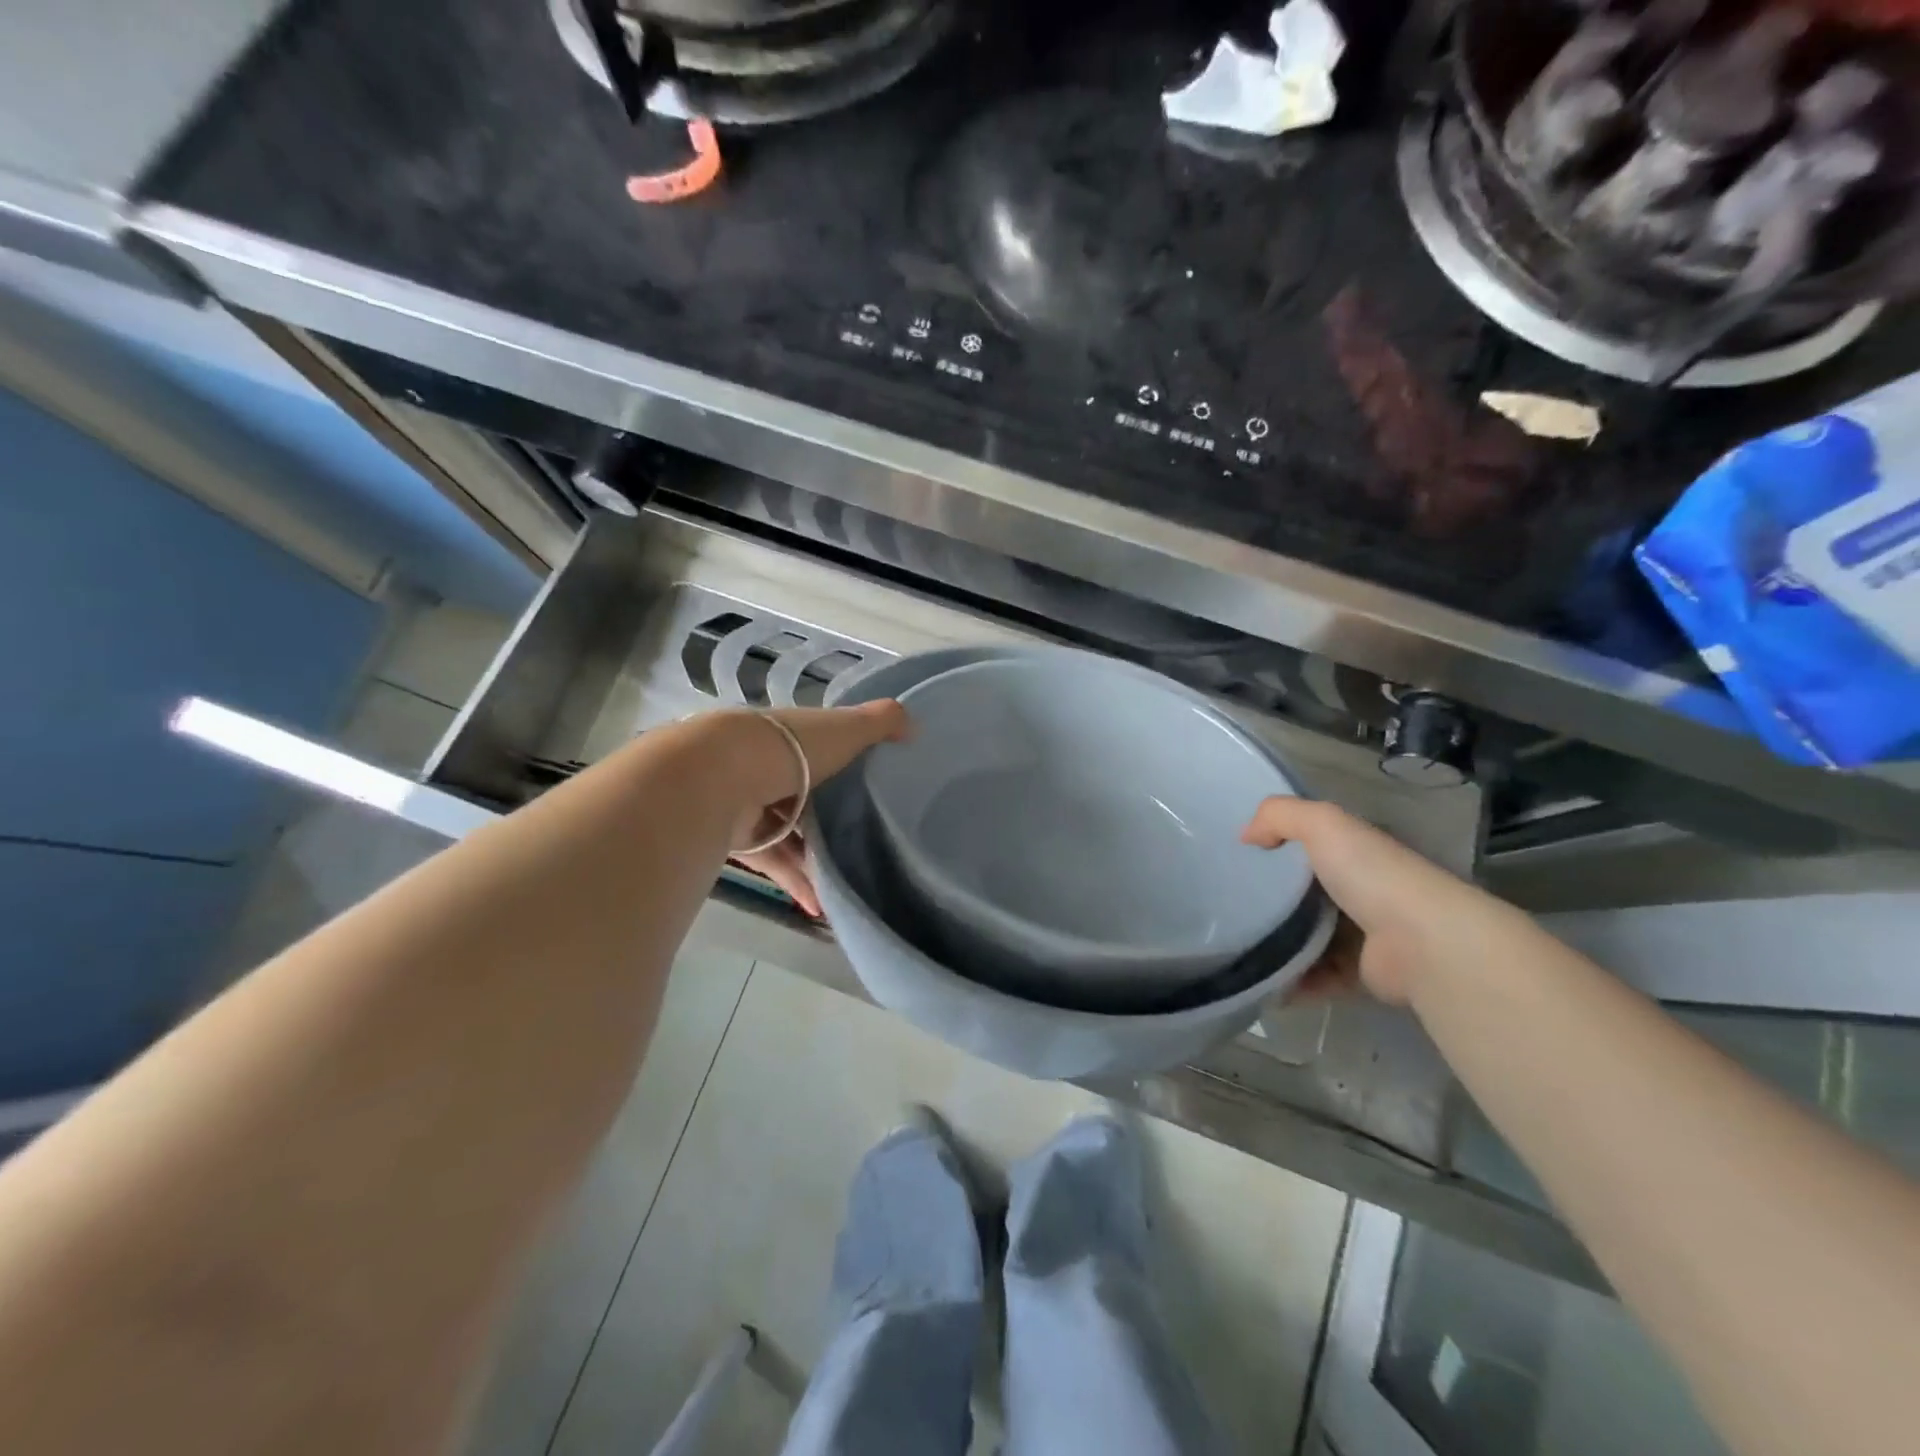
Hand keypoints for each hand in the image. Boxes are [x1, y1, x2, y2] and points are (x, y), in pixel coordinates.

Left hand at [723, 701, 909, 917]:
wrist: (723, 776)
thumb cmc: (792, 749)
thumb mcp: (846, 728)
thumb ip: (881, 723)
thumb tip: (915, 725)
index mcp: (791, 737)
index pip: (818, 749)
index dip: (842, 763)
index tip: (869, 786)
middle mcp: (768, 767)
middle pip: (803, 794)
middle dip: (827, 818)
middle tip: (864, 840)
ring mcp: (751, 804)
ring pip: (788, 834)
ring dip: (814, 858)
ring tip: (847, 879)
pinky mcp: (741, 840)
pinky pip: (774, 863)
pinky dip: (797, 881)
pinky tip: (821, 904)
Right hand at [1240, 798, 1492, 1005]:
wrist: (1423, 944)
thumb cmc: (1373, 875)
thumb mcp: (1323, 824)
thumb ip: (1279, 816)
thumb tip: (1246, 835)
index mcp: (1357, 854)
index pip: (1313, 845)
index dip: (1278, 846)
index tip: (1238, 857)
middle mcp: (1363, 891)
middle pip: (1307, 893)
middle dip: (1271, 899)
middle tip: (1228, 904)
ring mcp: (1363, 936)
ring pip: (1308, 938)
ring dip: (1277, 945)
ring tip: (1236, 947)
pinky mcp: (1361, 975)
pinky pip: (1317, 978)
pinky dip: (1291, 983)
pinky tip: (1261, 983)